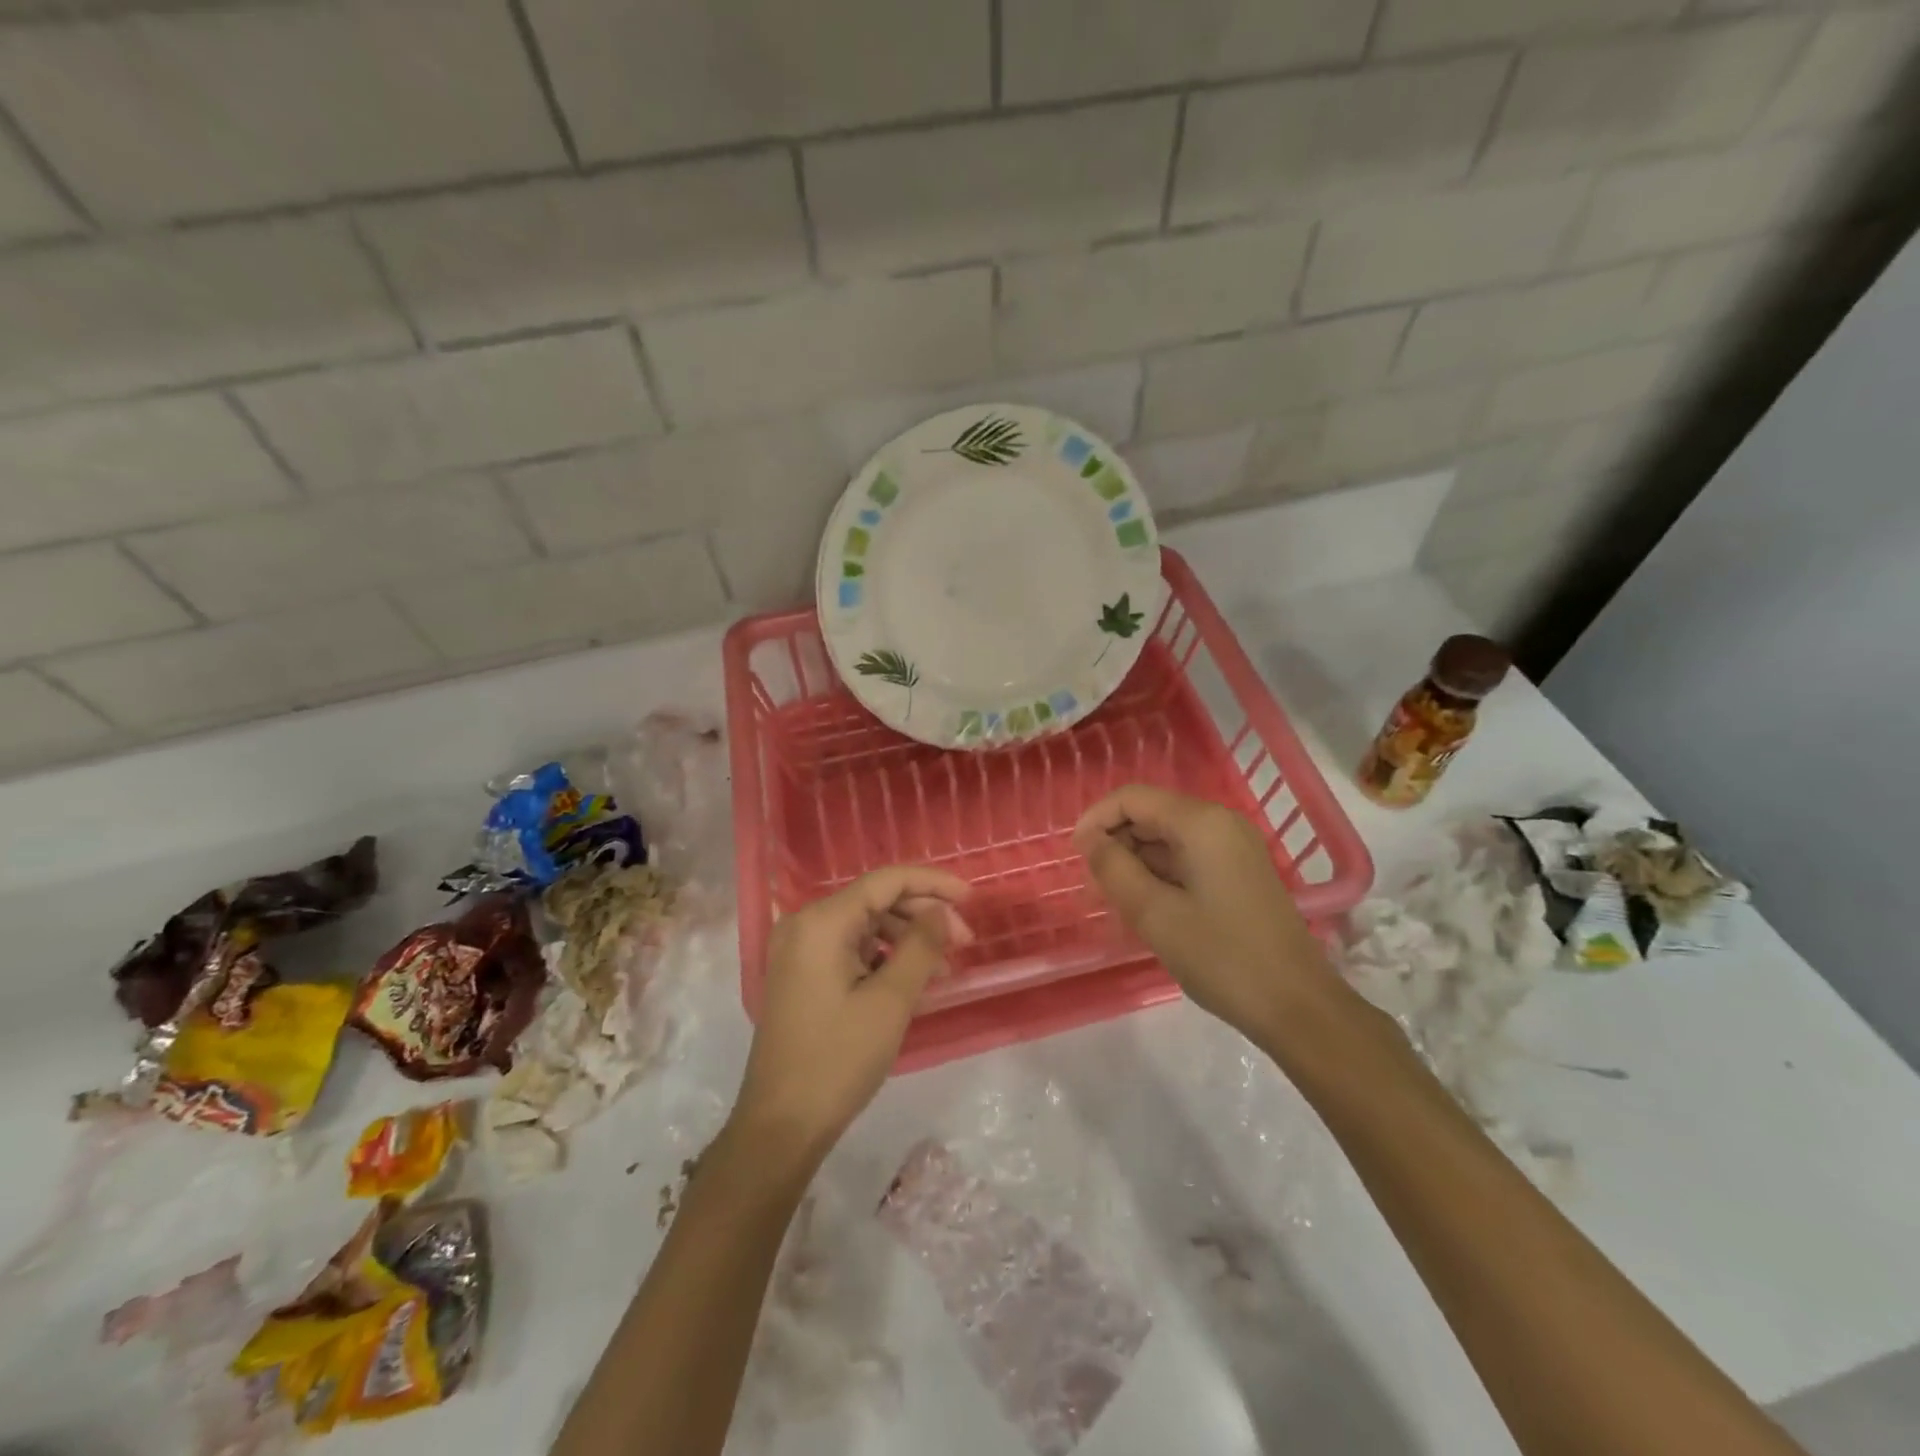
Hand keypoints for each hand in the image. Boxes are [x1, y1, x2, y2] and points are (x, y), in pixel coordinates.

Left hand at [733, 866, 972, 1166]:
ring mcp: (800, 951)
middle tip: (965, 942)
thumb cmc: (838, 1060)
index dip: (933, 883)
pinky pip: (851, 950)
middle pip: (876, 900)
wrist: (781, 1126)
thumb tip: (941, 911)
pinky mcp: (802, 975)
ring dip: (908, 940)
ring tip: (946, 969)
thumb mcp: (891, 1001)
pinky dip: (885, 959)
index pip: (886, 881)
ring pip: (866, 926)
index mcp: (822, 922)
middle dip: (924, 915)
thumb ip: (921, 946)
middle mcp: (805, 924)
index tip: (972, 899)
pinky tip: (915, 982)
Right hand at [1074, 784, 1340, 1044]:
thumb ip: (1114, 869)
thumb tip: (1089, 840)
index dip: (1096, 819)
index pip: (1133, 798)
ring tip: (1113, 903)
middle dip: (1115, 843)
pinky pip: (1187, 859)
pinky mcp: (1240, 873)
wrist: (1298, 1007)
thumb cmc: (1222, 957)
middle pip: (1151, 814)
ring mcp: (1234, 848)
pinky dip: (1160, 875)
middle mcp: (1220, 823)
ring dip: (1135, 862)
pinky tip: (1144, 908)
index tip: (1074, 856)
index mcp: (1201, 823)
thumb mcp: (1156, 914)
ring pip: (1168, 839)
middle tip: (1092, 887)